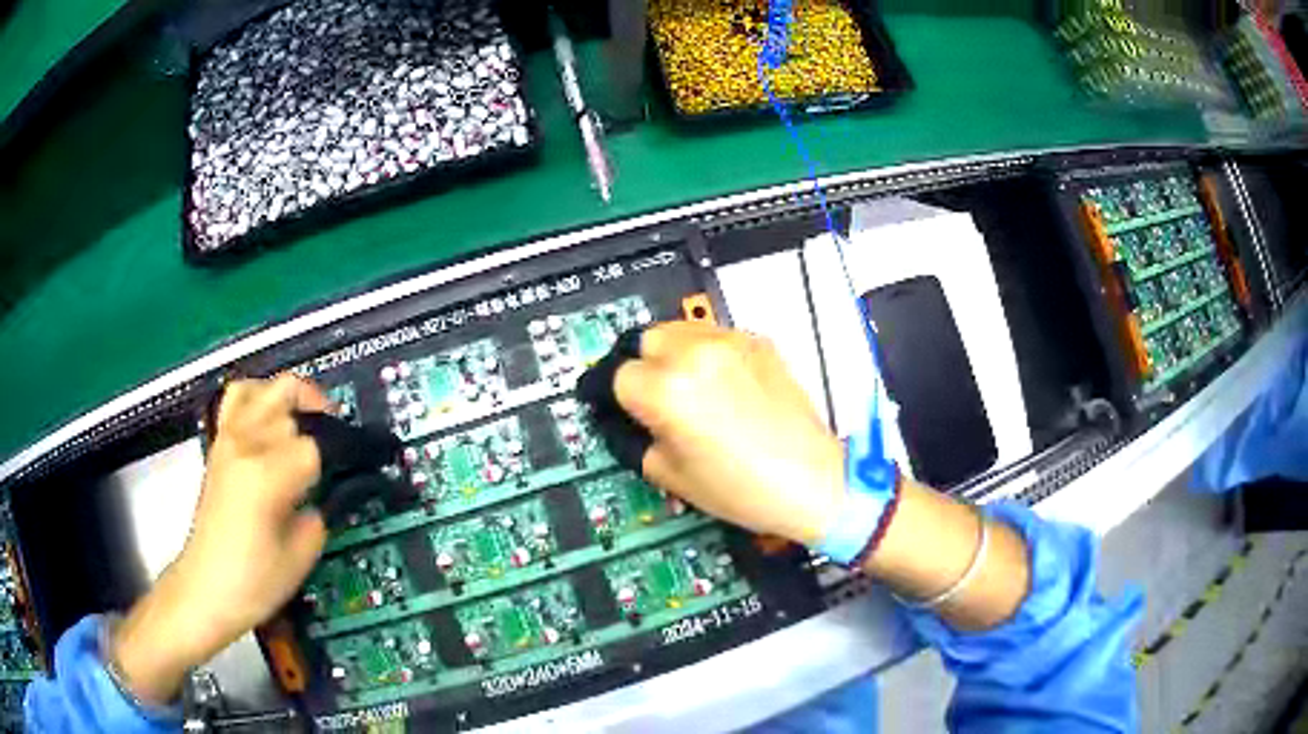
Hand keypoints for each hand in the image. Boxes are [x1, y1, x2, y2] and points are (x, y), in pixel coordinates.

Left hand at [112, 375, 329, 703]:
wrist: (205, 587)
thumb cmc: (253, 582)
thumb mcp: (300, 558)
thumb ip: (318, 516)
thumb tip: (321, 496)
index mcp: (265, 477)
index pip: (313, 449)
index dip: (330, 469)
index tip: (334, 488)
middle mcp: (245, 446)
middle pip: (292, 411)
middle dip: (315, 434)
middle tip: (329, 460)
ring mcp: (228, 439)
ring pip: (267, 389)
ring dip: (292, 401)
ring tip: (307, 421)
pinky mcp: (218, 444)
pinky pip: (238, 396)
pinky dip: (259, 395)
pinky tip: (271, 418)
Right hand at [613, 322, 843, 545]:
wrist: (810, 480)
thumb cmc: (740, 489)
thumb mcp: (669, 475)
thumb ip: (635, 439)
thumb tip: (622, 420)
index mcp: (668, 390)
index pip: (618, 376)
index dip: (620, 399)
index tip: (629, 412)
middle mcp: (695, 354)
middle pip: (644, 340)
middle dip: (644, 367)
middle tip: (658, 399)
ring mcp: (731, 342)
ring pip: (679, 329)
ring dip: (673, 353)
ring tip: (690, 387)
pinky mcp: (758, 342)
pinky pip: (716, 336)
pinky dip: (707, 353)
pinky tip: (722, 385)